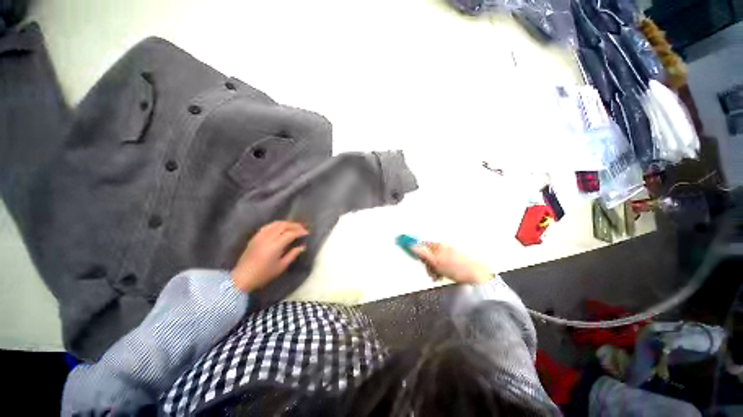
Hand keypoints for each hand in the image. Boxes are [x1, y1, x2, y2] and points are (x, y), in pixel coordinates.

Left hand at [231, 221, 308, 291]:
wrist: (242, 278)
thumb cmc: (264, 274)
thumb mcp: (281, 266)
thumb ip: (293, 254)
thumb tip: (302, 247)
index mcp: (275, 246)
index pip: (290, 233)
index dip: (300, 231)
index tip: (307, 233)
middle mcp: (267, 238)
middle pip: (283, 225)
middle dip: (295, 225)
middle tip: (302, 228)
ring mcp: (260, 236)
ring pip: (275, 224)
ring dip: (286, 223)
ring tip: (293, 226)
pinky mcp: (255, 237)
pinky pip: (267, 226)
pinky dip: (276, 224)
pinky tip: (280, 228)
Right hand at [412, 242, 491, 283]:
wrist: (476, 276)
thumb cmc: (458, 268)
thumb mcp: (436, 261)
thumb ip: (422, 253)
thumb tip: (411, 245)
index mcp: (439, 245)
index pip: (422, 244)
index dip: (417, 251)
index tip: (414, 257)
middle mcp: (443, 248)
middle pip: (428, 254)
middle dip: (426, 263)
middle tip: (430, 271)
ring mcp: (448, 255)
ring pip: (434, 261)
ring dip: (433, 269)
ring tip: (437, 276)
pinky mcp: (453, 263)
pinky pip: (441, 266)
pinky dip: (439, 271)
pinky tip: (442, 277)